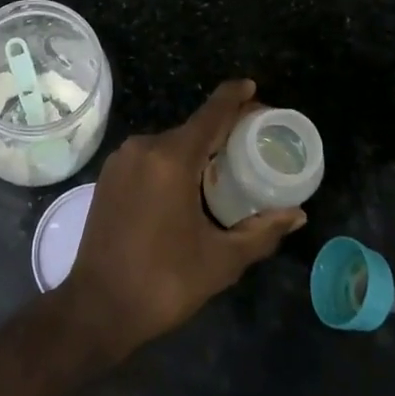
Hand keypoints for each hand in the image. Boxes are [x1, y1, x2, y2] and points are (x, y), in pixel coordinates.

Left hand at [55, 80, 305, 365]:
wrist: (97, 307)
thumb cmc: (163, 282)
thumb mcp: (221, 261)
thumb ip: (262, 232)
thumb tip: (297, 214)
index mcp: (172, 159)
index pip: (211, 114)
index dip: (234, 97)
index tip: (252, 88)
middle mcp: (143, 147)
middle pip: (192, 128)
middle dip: (222, 130)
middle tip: (251, 142)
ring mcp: (121, 160)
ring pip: (170, 144)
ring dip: (196, 149)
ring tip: (224, 167)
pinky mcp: (108, 176)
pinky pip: (149, 157)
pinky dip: (172, 162)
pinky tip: (188, 184)